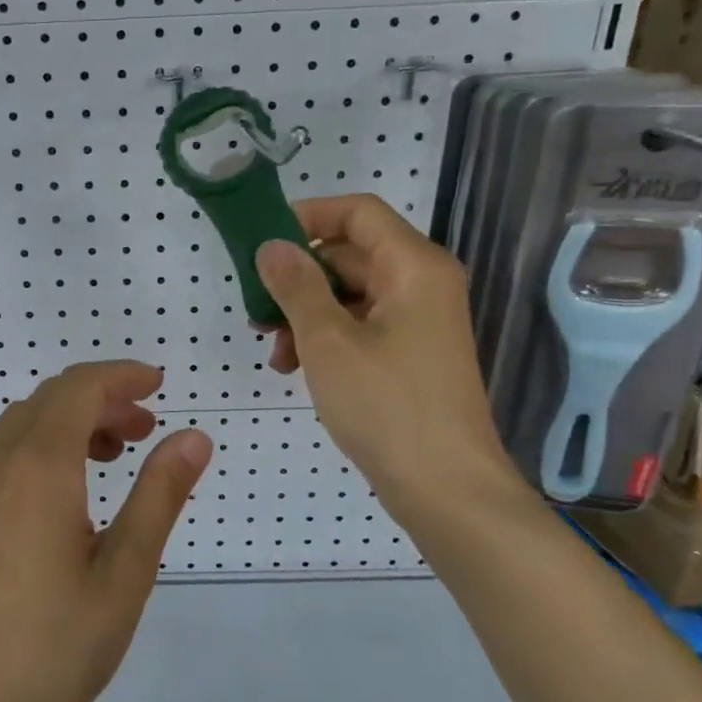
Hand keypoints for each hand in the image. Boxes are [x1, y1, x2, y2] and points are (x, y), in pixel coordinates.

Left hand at [0, 360, 212, 701]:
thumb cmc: (60, 647)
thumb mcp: (126, 571)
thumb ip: (160, 494)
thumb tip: (194, 436)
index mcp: (37, 469)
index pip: (78, 389)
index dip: (120, 376)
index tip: (158, 384)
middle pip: (47, 402)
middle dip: (98, 400)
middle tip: (144, 430)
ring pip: (18, 430)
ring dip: (65, 425)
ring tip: (109, 459)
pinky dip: (35, 453)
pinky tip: (61, 501)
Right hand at [256, 194, 519, 517]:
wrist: (446, 489)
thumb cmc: (387, 406)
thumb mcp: (328, 341)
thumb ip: (296, 286)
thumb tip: (272, 246)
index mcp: (413, 267)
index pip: (357, 212)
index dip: (307, 217)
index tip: (261, 243)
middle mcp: (421, 284)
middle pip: (350, 254)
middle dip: (298, 278)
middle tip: (256, 309)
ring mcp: (418, 322)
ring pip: (350, 295)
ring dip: (305, 313)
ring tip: (273, 350)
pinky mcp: (410, 355)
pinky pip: (361, 326)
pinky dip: (325, 338)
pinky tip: (295, 368)